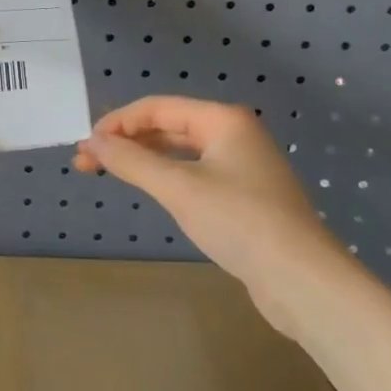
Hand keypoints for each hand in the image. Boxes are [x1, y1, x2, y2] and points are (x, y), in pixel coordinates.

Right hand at [74, 96, 347, 322]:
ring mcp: (242, 166)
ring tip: (108, 172)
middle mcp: (234, 134)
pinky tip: (149, 188)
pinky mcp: (245, 197)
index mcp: (223, 119)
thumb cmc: (240, 222)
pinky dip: (166, 177)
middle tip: (87, 161)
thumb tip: (93, 141)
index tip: (86, 144)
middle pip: (169, 127)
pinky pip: (195, 174)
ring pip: (181, 152)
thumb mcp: (179, 188)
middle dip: (127, 141)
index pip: (158, 108)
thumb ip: (132, 161)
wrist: (304, 282)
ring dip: (144, 159)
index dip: (118, 122)